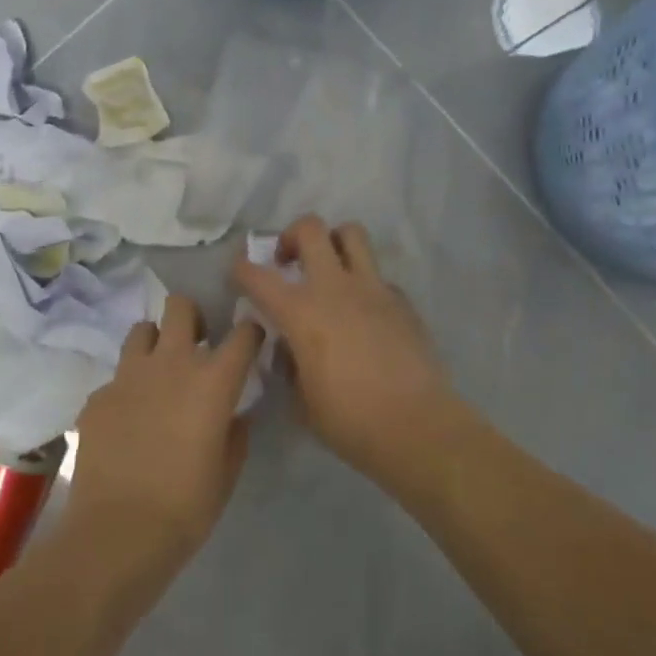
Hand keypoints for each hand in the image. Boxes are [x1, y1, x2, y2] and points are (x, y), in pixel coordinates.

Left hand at [65, 294, 263, 573]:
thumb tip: (234, 415)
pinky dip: (126, 388)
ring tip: (157, 374)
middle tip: (195, 345)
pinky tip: (127, 420)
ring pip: (142, 330)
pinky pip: (116, 377)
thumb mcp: (227, 472)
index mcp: (213, 380)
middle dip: (192, 317)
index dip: (250, 334)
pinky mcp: (97, 395)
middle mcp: (171, 363)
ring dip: (154, 344)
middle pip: (181, 306)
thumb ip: (235, 433)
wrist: (118, 532)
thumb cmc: (186, 506)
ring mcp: (128, 375)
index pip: (243, 333)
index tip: (249, 344)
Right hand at [233, 215, 455, 478]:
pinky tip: (363, 312)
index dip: (241, 270)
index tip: (239, 276)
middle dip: (291, 236)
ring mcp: (373, 289)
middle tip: (288, 262)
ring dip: (333, 242)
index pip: (257, 275)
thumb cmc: (350, 421)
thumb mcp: (301, 400)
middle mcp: (335, 288)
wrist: (417, 427)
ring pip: (351, 233)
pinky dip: (364, 283)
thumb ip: (289, 364)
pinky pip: (377, 275)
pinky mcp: (401, 300)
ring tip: (329, 268)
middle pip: (310, 228)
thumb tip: (290, 347)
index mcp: (301, 312)